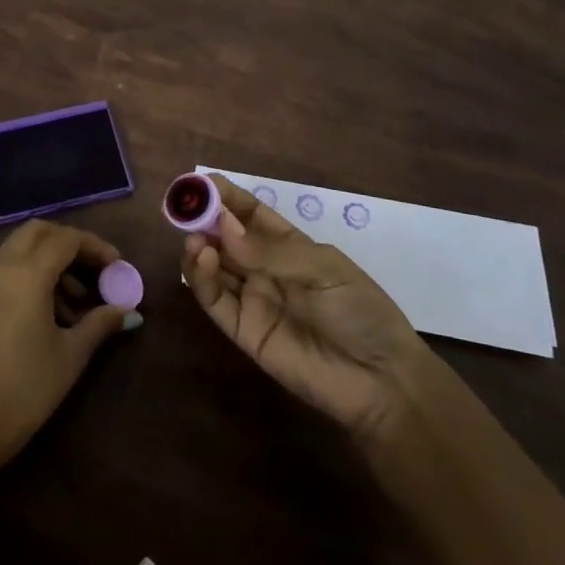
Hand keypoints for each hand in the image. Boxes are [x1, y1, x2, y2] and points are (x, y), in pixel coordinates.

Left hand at [0, 222, 131, 470]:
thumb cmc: (27, 388)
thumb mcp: (71, 354)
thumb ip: (100, 323)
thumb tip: (128, 310)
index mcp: (27, 274)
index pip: (66, 240)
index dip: (95, 247)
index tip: (117, 266)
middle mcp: (1, 267)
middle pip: (38, 231)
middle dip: (69, 242)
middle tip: (94, 268)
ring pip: (20, 247)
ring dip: (49, 258)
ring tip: (76, 299)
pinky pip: (6, 267)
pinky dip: (30, 272)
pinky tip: (49, 309)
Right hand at [181, 175, 433, 446]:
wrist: (380, 381)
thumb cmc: (361, 312)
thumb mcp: (324, 269)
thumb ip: (271, 251)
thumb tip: (223, 228)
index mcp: (290, 247)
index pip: (251, 214)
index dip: (226, 198)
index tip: (200, 183)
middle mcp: (266, 269)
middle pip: (227, 239)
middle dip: (205, 220)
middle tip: (184, 208)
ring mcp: (253, 300)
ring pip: (215, 267)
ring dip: (199, 247)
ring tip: (193, 237)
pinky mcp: (244, 331)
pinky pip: (215, 301)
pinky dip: (201, 279)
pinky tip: (200, 259)